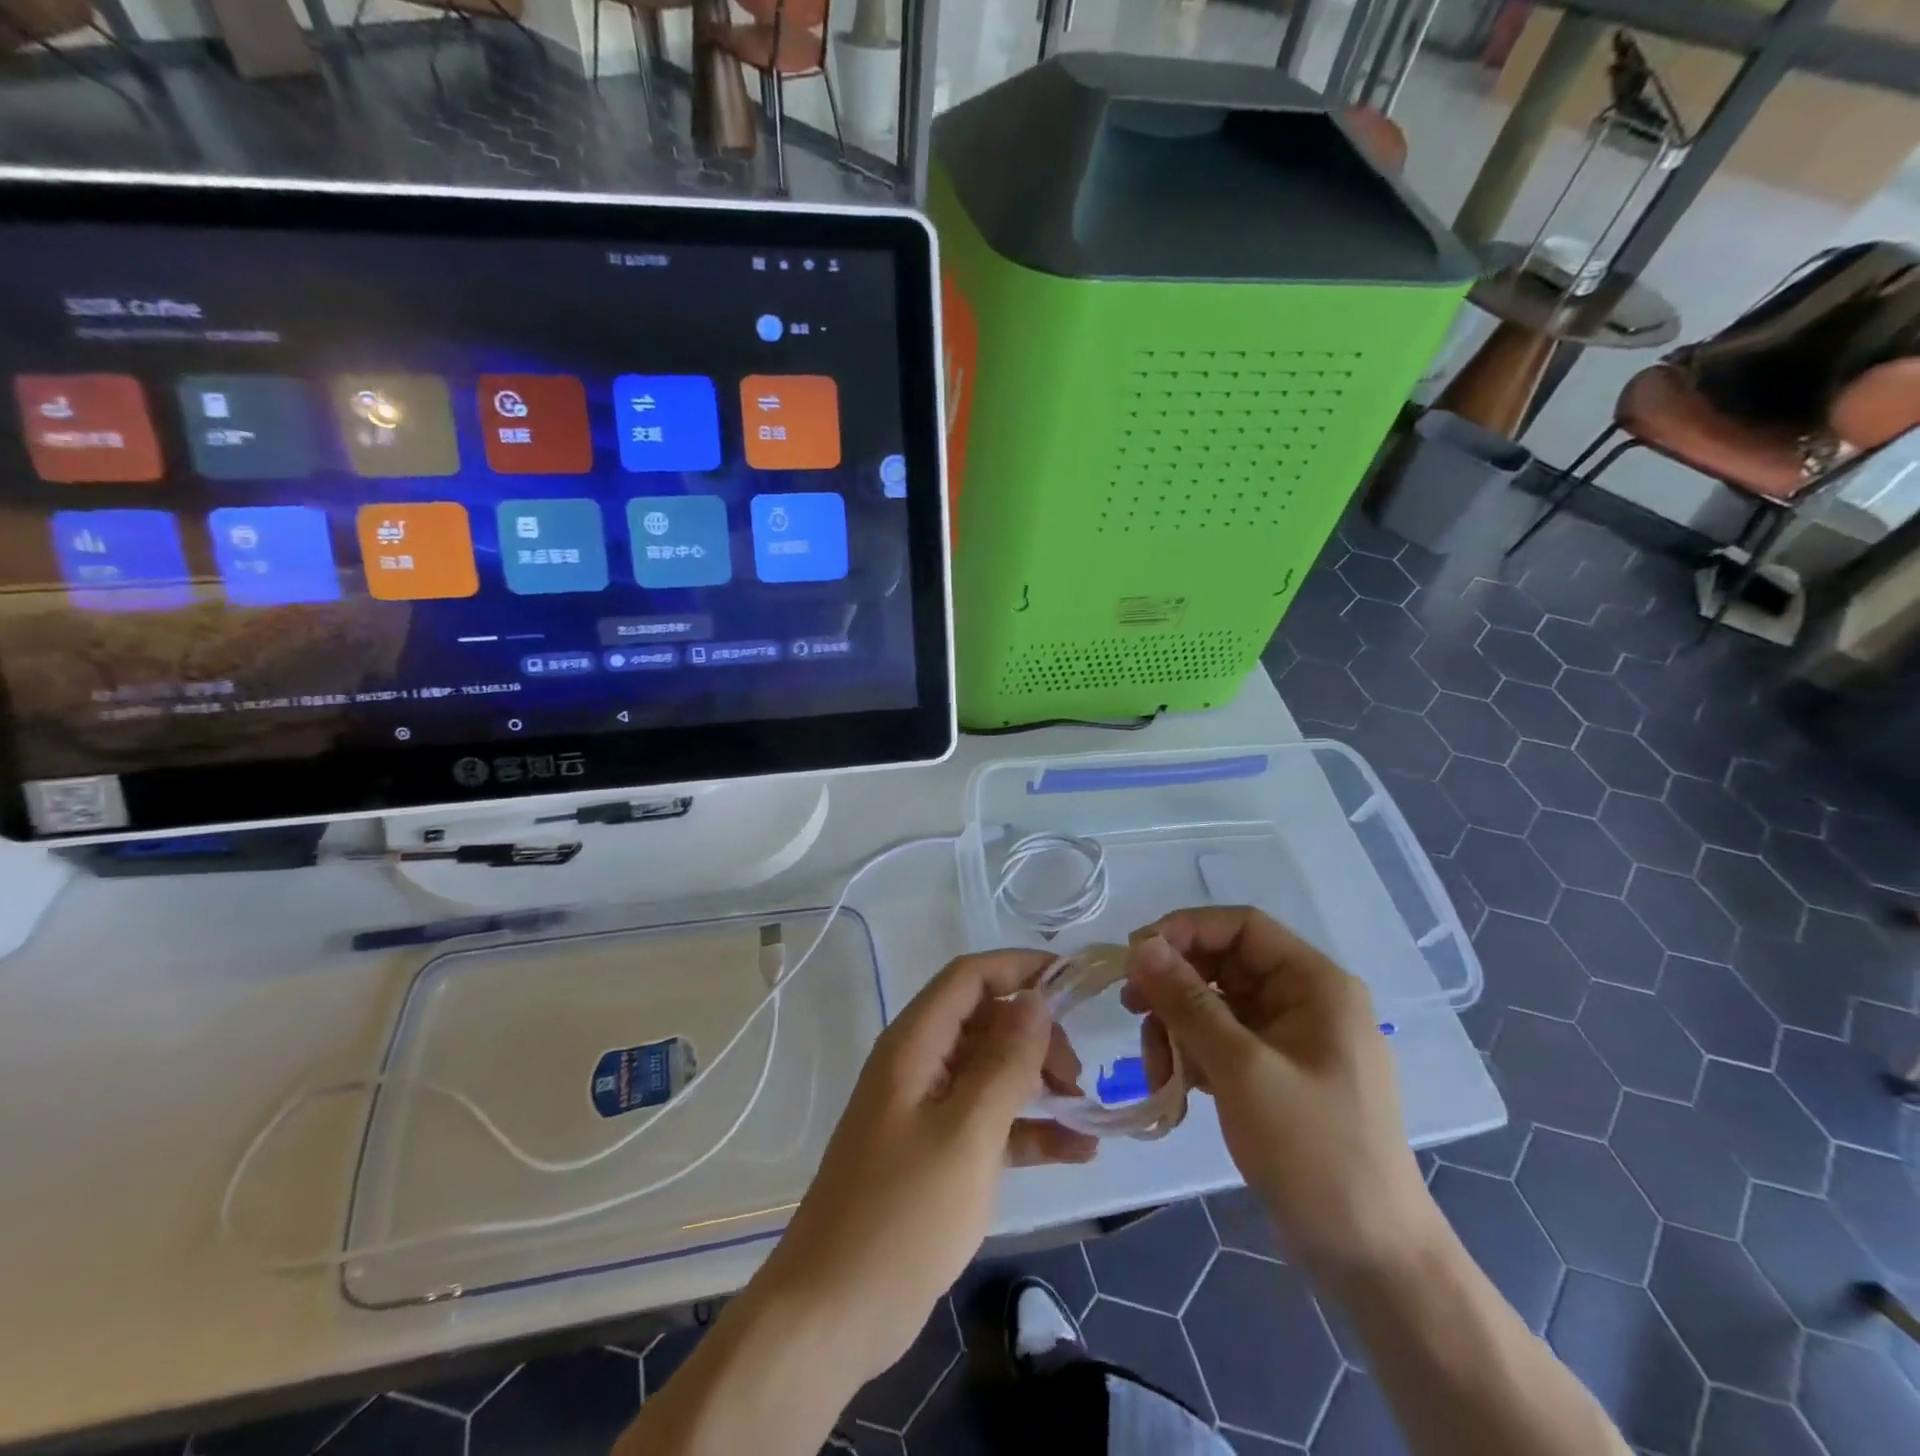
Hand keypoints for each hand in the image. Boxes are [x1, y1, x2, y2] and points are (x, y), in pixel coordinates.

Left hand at [754, 950, 1095, 1383]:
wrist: (833, 1314)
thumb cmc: (902, 1214)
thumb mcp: (966, 1133)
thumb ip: (1005, 1063)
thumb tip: (1035, 1000)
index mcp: (915, 1044)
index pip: (970, 978)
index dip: (1020, 968)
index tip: (1074, 980)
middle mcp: (919, 1065)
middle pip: (985, 1022)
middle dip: (1036, 1036)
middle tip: (1076, 1076)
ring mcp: (926, 1111)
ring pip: (991, 1073)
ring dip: (1038, 1083)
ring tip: (1085, 1112)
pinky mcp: (935, 1154)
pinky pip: (988, 1122)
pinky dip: (1028, 1130)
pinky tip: (1076, 1152)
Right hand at [1124, 909, 1437, 1280]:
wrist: (1372, 1260)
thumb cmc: (1314, 1152)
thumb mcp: (1242, 1070)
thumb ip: (1187, 1001)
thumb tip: (1141, 945)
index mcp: (1316, 984)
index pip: (1241, 926)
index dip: (1185, 930)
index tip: (1135, 957)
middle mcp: (1305, 1000)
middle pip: (1223, 965)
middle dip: (1174, 988)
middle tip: (1131, 1010)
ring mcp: (1291, 1039)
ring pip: (1216, 1005)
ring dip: (1178, 1029)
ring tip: (1157, 1072)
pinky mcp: (1277, 1074)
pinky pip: (1223, 1042)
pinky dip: (1194, 1056)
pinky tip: (1175, 1089)